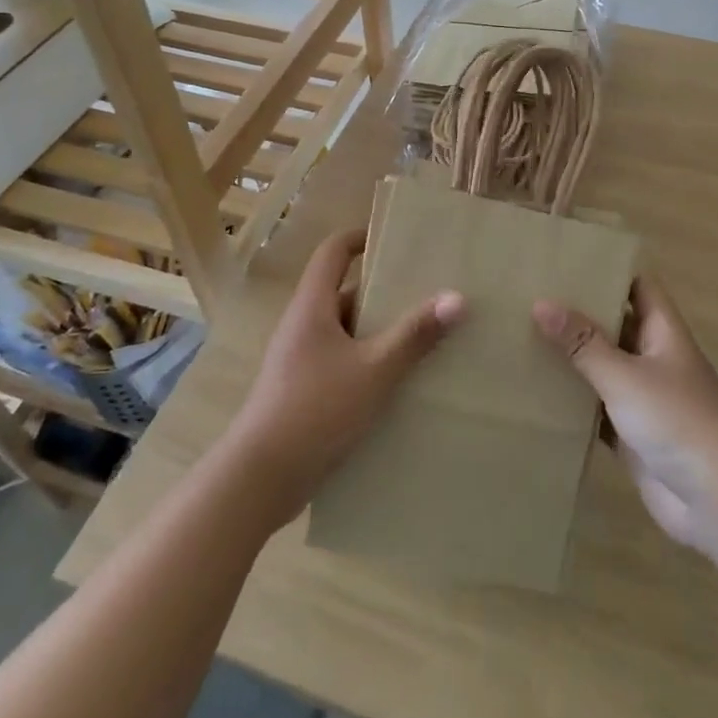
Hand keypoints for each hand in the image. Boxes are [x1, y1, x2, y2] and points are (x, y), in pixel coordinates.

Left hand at [224, 229, 462, 527]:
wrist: (260, 479)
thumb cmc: (315, 410)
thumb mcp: (374, 370)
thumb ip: (415, 335)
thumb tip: (457, 297)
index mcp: (312, 307)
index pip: (333, 252)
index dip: (361, 238)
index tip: (397, 239)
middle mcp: (303, 326)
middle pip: (345, 293)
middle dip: (385, 292)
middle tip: (428, 293)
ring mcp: (301, 361)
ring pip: (347, 333)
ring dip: (380, 332)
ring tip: (425, 338)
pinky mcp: (304, 392)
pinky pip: (343, 363)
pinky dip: (370, 364)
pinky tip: (400, 383)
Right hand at [534, 276, 717, 567]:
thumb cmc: (679, 422)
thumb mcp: (626, 376)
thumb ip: (583, 343)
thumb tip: (540, 302)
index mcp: (662, 331)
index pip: (636, 285)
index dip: (607, 268)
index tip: (565, 256)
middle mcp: (652, 357)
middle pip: (614, 323)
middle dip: (578, 311)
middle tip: (527, 294)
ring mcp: (642, 397)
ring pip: (601, 366)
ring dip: (571, 356)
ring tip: (521, 334)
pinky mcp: (630, 434)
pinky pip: (595, 408)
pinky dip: (571, 400)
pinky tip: (535, 391)